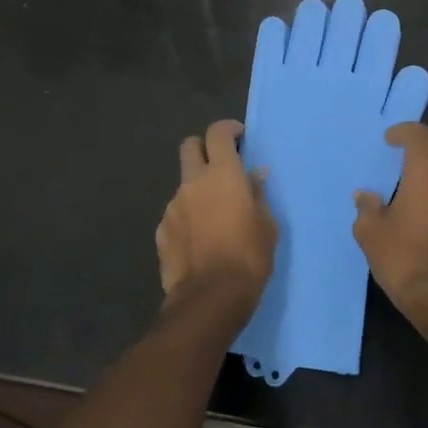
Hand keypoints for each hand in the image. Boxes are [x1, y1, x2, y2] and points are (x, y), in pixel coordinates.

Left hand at [156, 120, 276, 306]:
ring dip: (197, 189)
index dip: (228, 130)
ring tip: (214, 217)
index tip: (240, 139)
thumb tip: (255, 175)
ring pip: (183, 184)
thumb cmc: (249, 257)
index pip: (218, 133)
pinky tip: (199, 240)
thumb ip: (258, 194)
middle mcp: (193, 182)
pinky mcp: (162, 230)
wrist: (210, 297)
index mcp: (223, 174)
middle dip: (204, 148)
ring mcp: (173, 206)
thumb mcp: (266, 225)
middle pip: (190, 146)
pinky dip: (188, 217)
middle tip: (221, 166)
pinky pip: (176, 213)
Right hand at [352, 123, 427, 321]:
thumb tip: (365, 197)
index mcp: (426, 175)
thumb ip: (367, 208)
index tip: (389, 142)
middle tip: (413, 152)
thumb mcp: (370, 233)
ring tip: (414, 184)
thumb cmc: (401, 258)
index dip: (403, 131)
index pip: (419, 135)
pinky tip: (424, 210)